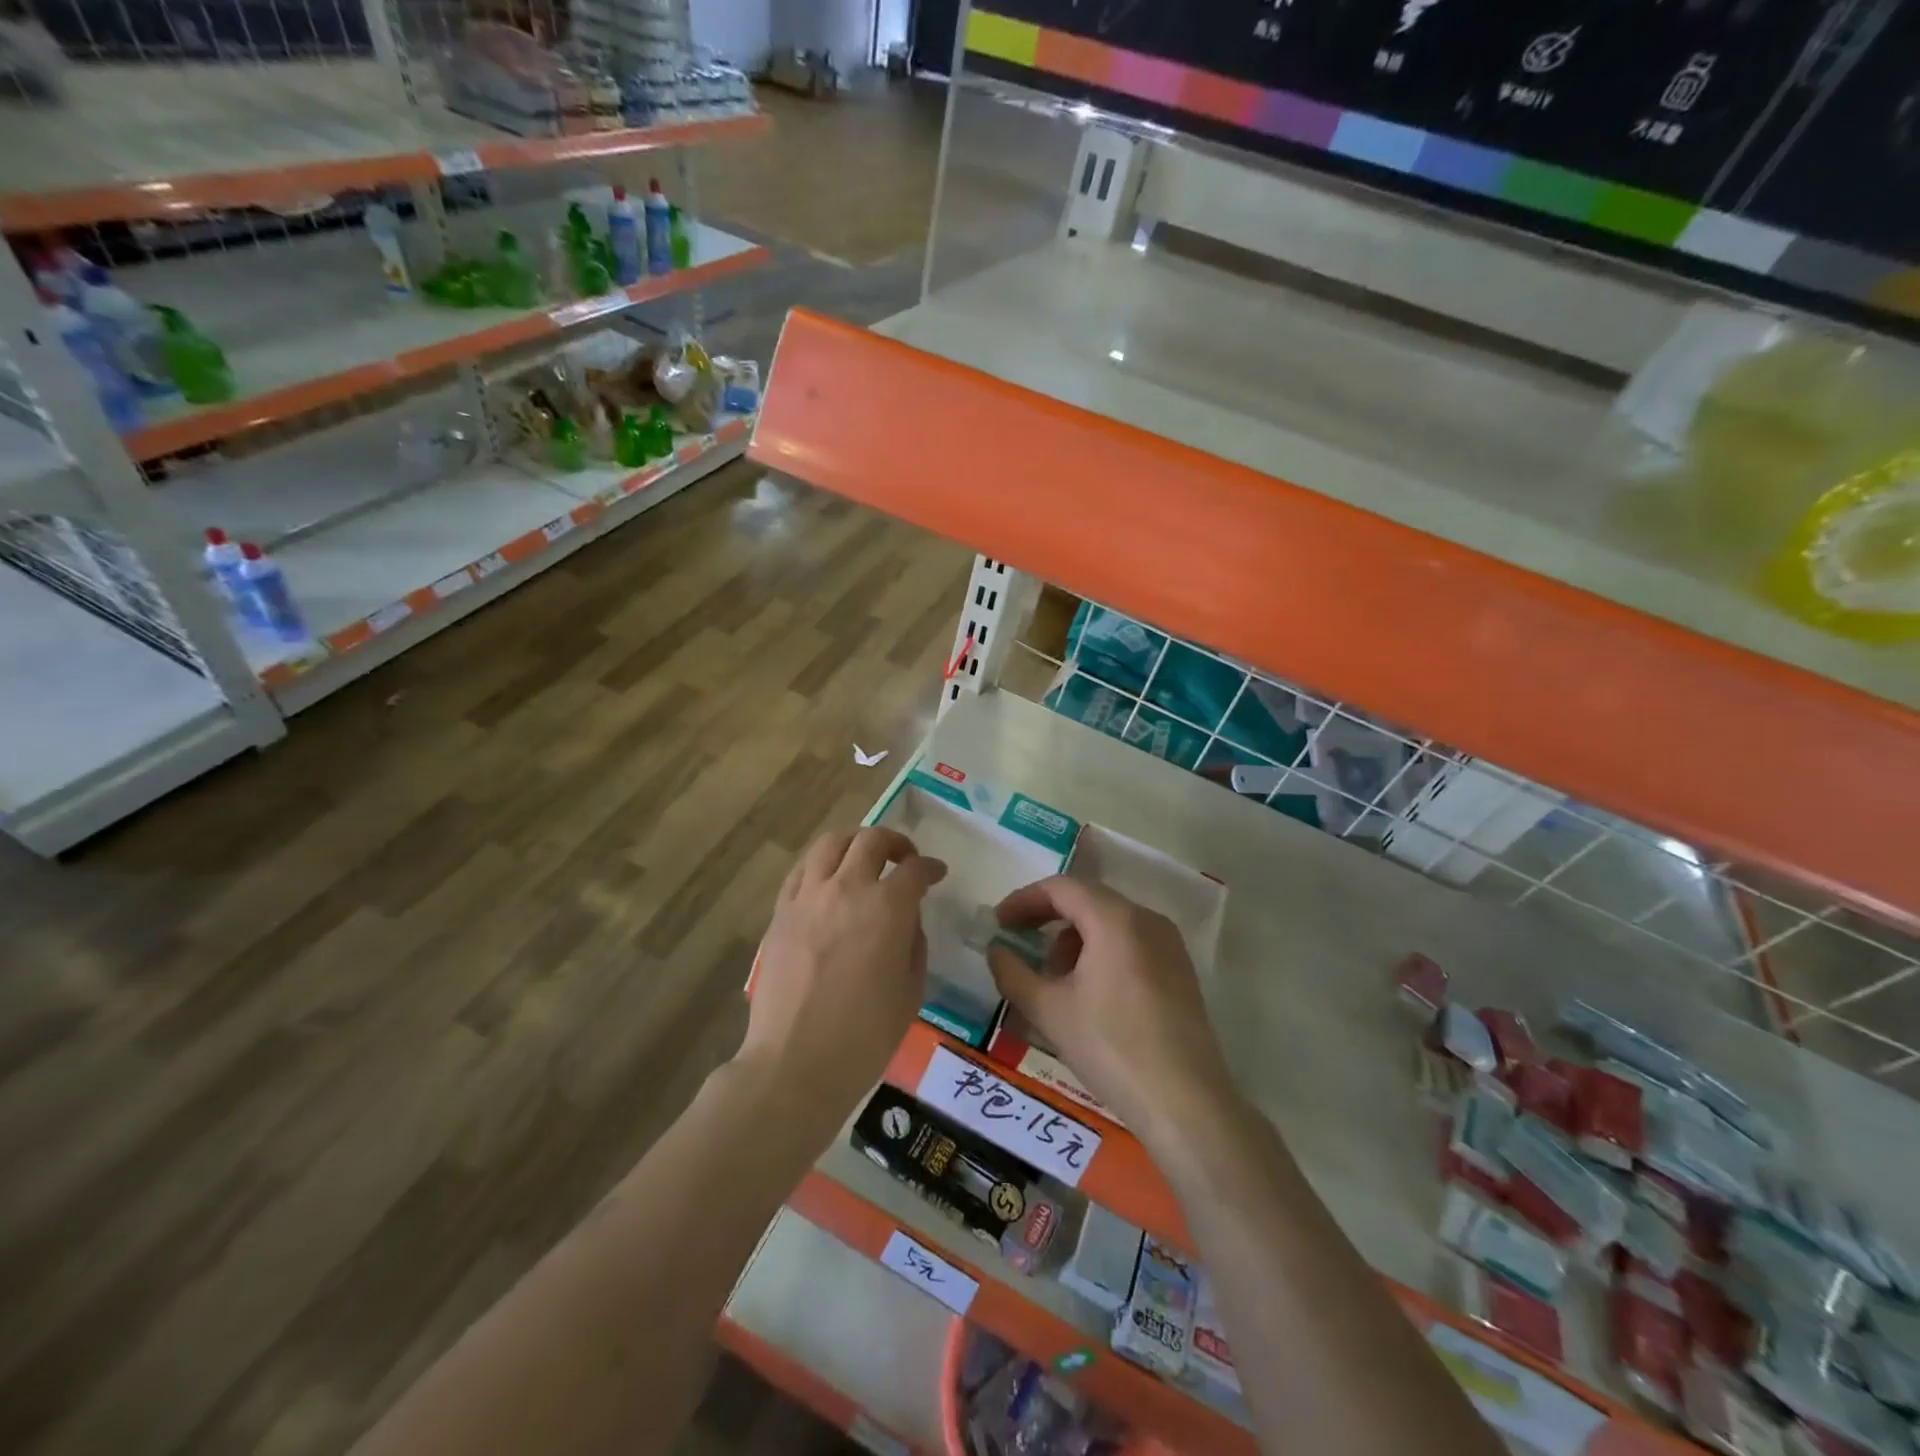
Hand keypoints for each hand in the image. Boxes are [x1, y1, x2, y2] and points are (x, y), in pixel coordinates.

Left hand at [741, 827, 946, 1116]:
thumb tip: (906, 921)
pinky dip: (819, 866)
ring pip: (829, 844)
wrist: (796, 1062)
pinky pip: (799, 872)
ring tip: (862, 860)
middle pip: (870, 840)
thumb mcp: (911, 991)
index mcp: (887, 907)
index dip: (930, 867)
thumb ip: (913, 944)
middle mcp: (846, 889)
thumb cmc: (865, 1036)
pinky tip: (826, 882)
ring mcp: (807, 898)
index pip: (914, 870)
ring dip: (853, 844)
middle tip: (904, 859)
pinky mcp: (780, 914)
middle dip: (894, 842)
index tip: (936, 873)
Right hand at [987, 877, 1235, 1144]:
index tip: (999, 924)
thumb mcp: (1049, 1011)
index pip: (1061, 888)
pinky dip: (1101, 952)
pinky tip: (1088, 992)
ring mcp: (1169, 944)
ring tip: (1052, 978)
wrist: (1186, 1104)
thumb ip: (1013, 973)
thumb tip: (996, 950)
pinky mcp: (1180, 970)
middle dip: (1048, 919)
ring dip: (1074, 938)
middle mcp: (1146, 919)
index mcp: (1115, 918)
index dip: (1024, 900)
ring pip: (1110, 922)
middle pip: (1088, 900)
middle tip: (1018, 943)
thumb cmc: (1111, 1047)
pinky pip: (1131, 942)